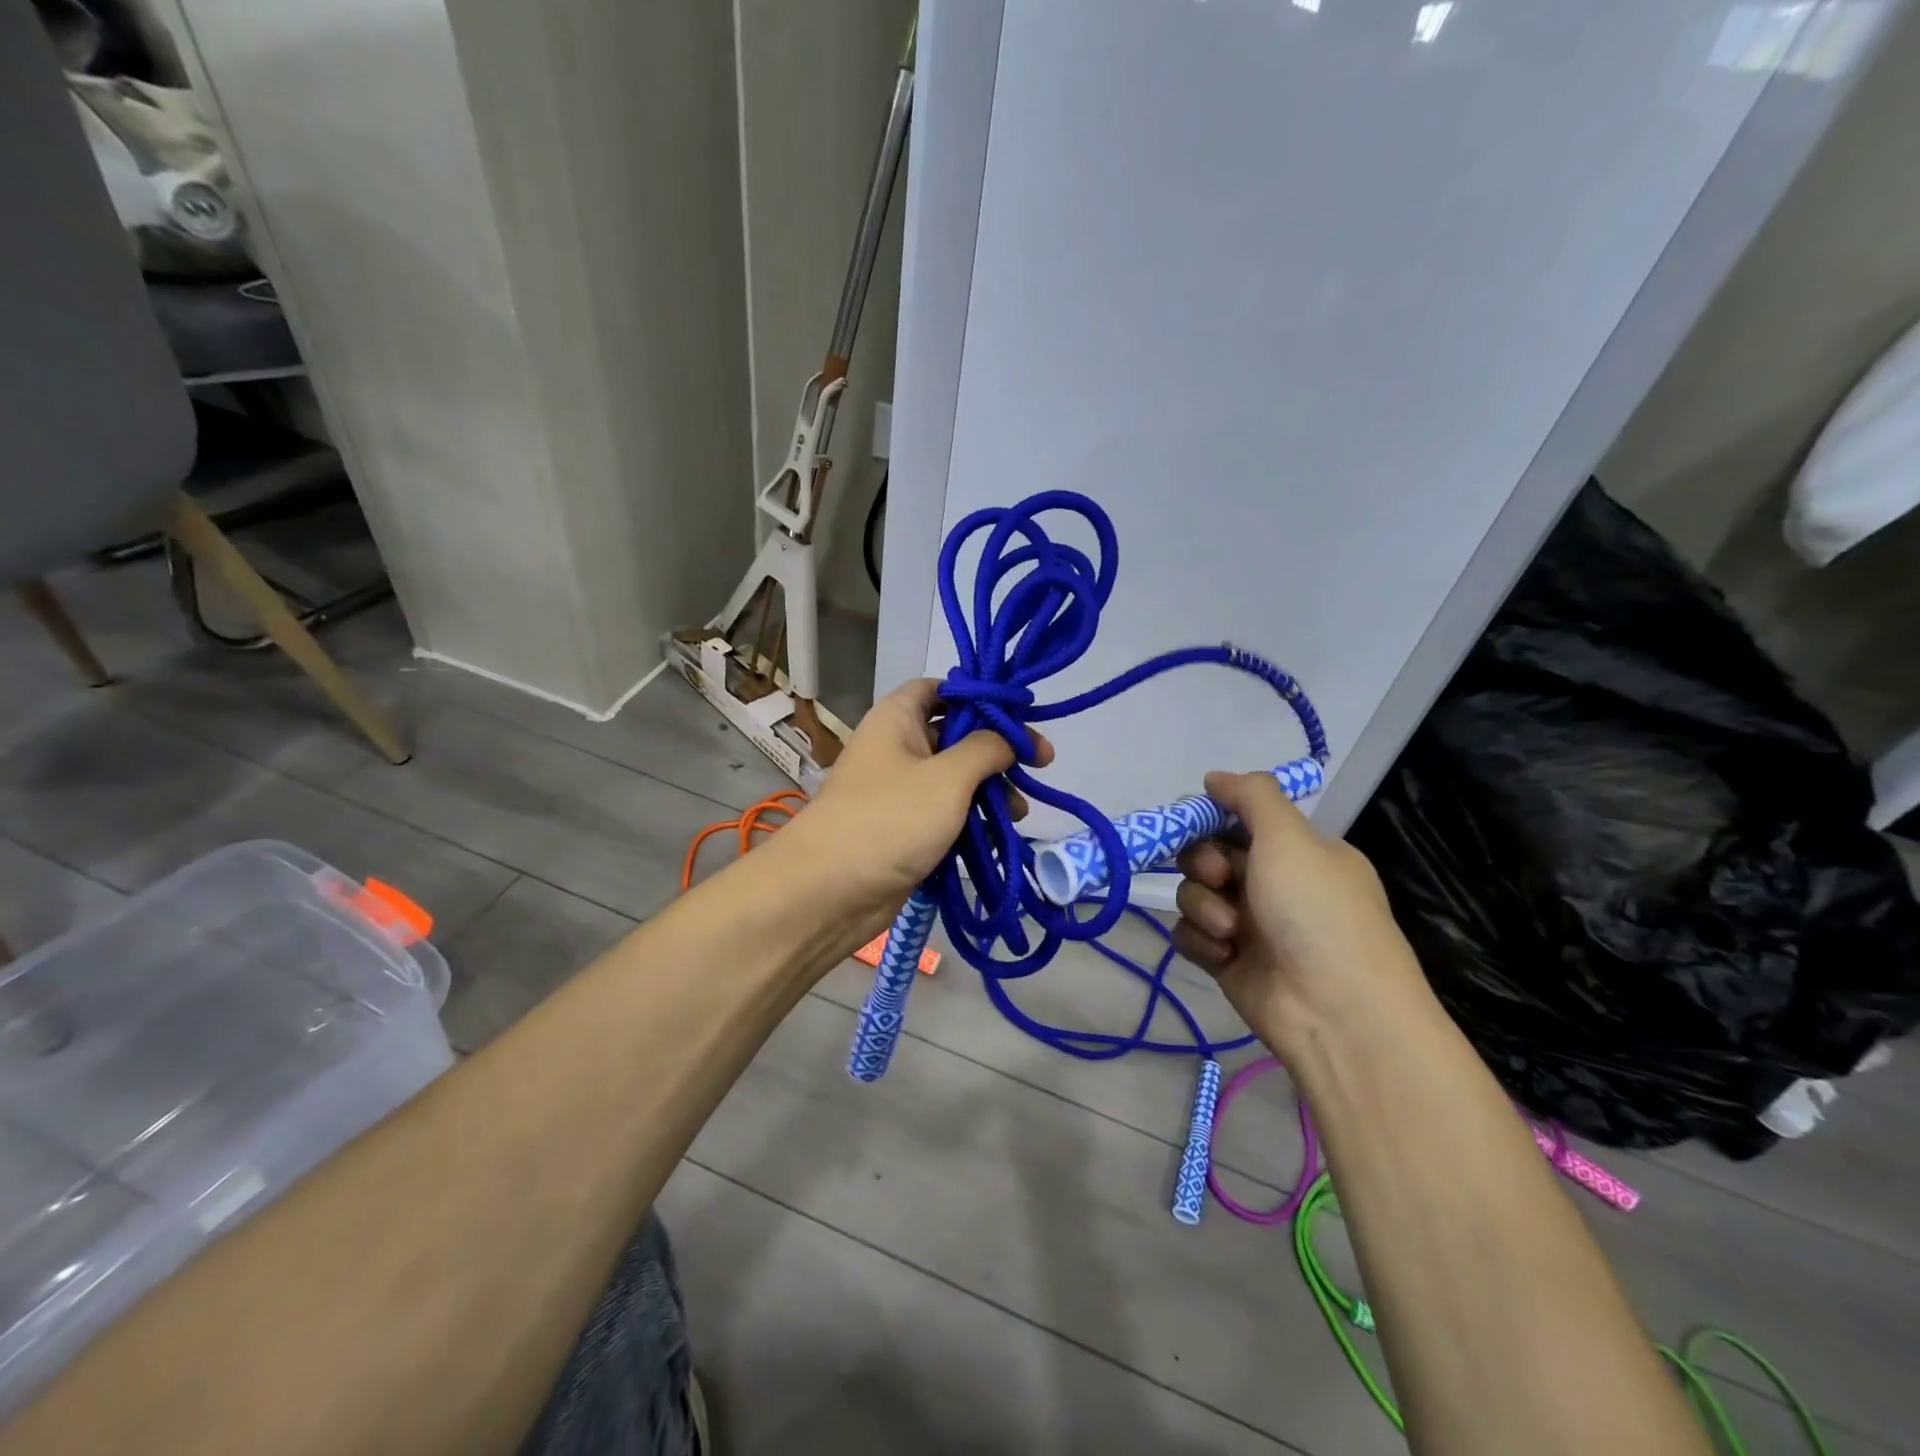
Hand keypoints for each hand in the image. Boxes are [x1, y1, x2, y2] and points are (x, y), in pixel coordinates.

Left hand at [777, 679, 1051, 942]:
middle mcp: (897, 747)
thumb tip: (1010, 738)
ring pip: (954, 778)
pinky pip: (945, 813)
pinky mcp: (904, 828)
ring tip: (1019, 812)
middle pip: (955, 734)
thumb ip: (986, 749)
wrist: (828, 892)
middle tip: (1039, 765)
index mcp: (898, 718)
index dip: (979, 696)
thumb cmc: (890, 819)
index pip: (941, 688)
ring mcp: (900, 790)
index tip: (1019, 715)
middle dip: (996, 750)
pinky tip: (998, 834)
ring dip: (989, 790)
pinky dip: (971, 820)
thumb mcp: (948, 777)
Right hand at [1171, 770, 1434, 1057]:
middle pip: (1208, 854)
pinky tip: (1223, 953)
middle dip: (1204, 863)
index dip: (1213, 819)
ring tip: (1230, 930)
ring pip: (1194, 894)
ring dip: (1204, 906)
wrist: (1335, 1012)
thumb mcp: (1290, 838)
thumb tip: (1214, 776)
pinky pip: (1190, 934)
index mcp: (1298, 852)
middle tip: (1220, 876)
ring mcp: (1249, 924)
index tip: (1196, 821)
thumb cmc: (1317, 912)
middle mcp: (1273, 884)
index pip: (1241, 820)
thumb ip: (1252, 796)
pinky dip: (1201, 940)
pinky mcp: (1227, 960)